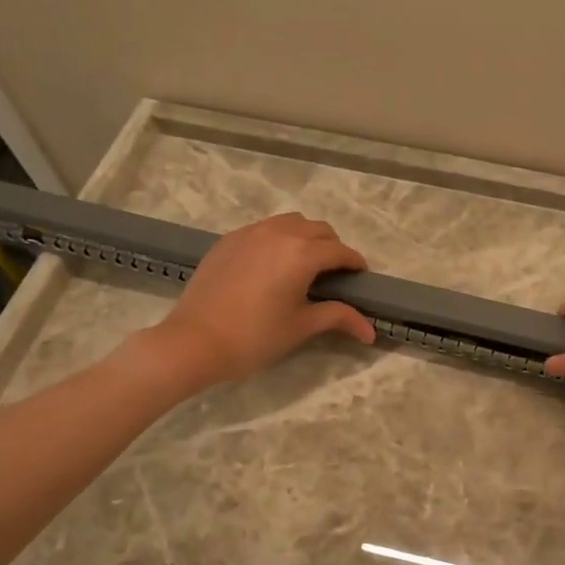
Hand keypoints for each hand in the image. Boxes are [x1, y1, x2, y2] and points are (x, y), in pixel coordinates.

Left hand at [140, 213, 376, 387]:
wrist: (194, 341)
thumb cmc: (254, 337)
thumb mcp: (301, 327)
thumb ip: (338, 317)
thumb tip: (370, 331)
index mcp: (302, 253)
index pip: (340, 251)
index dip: (355, 263)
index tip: (360, 278)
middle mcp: (279, 233)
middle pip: (318, 230)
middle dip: (332, 248)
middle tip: (333, 274)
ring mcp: (250, 233)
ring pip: (291, 223)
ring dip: (306, 237)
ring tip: (304, 264)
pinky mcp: (229, 240)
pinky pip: (264, 229)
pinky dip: (278, 239)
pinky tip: (272, 265)